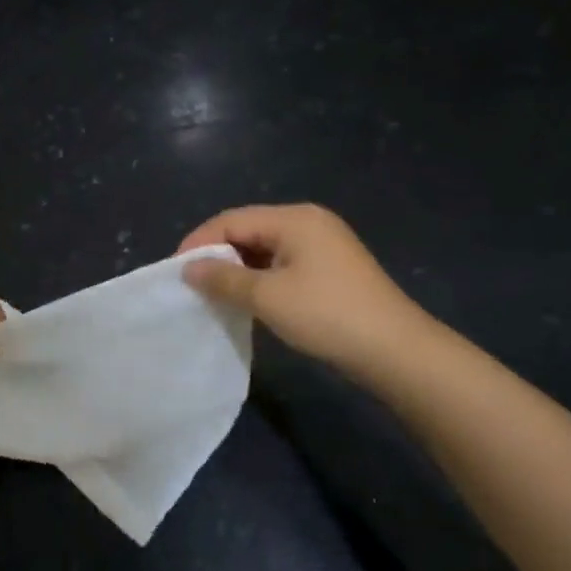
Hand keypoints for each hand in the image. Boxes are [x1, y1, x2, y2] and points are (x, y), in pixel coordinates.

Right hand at [177, 203, 434, 374]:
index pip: (232, 220)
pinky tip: (247, 299)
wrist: (396, 351)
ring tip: (213, 293)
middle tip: (191, 283)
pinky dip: (260, 278)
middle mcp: (309, 222)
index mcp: (294, 218)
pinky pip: (282, 264)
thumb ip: (223, 278)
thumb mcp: (267, 296)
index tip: (175, 271)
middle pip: (248, 229)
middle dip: (217, 254)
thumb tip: (188, 269)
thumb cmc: (326, 315)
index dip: (199, 242)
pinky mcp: (331, 270)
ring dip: (238, 269)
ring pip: (265, 248)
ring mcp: (323, 246)